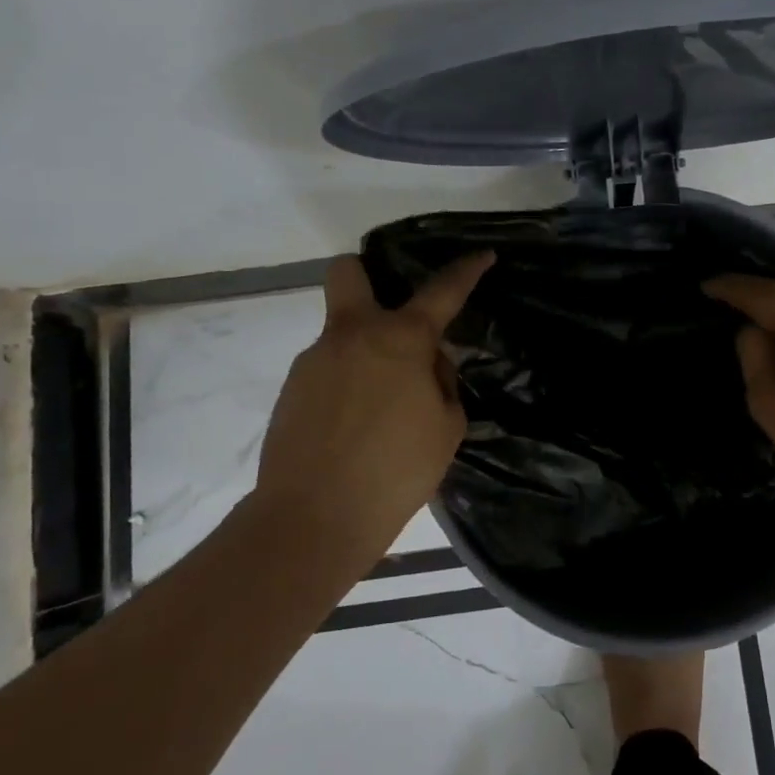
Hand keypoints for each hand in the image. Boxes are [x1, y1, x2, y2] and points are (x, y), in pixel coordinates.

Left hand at [253, 251, 492, 547]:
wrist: (313, 518)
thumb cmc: (395, 471)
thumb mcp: (447, 427)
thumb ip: (441, 382)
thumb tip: (426, 364)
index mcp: (400, 340)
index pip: (443, 291)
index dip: (467, 270)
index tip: (483, 256)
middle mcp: (352, 335)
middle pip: (348, 272)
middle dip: (368, 274)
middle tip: (391, 313)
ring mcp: (314, 359)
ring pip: (341, 334)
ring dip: (364, 352)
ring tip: (383, 408)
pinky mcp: (291, 389)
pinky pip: (326, 371)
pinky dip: (346, 385)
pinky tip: (355, 427)